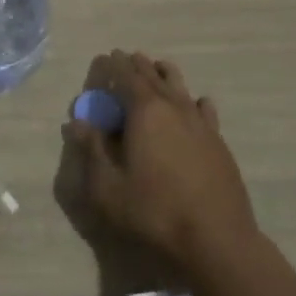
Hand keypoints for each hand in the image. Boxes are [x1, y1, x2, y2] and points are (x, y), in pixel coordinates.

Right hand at [61, 51, 257, 271]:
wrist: (217, 239)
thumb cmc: (154, 212)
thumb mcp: (108, 188)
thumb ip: (91, 151)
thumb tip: (77, 123)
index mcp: (145, 112)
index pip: (126, 77)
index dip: (114, 65)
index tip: (106, 56)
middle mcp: (174, 107)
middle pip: (153, 76)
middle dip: (138, 65)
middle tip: (127, 57)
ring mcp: (200, 123)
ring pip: (181, 87)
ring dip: (165, 75)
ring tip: (158, 68)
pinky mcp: (218, 142)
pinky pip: (204, 109)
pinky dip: (194, 100)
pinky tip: (196, 103)